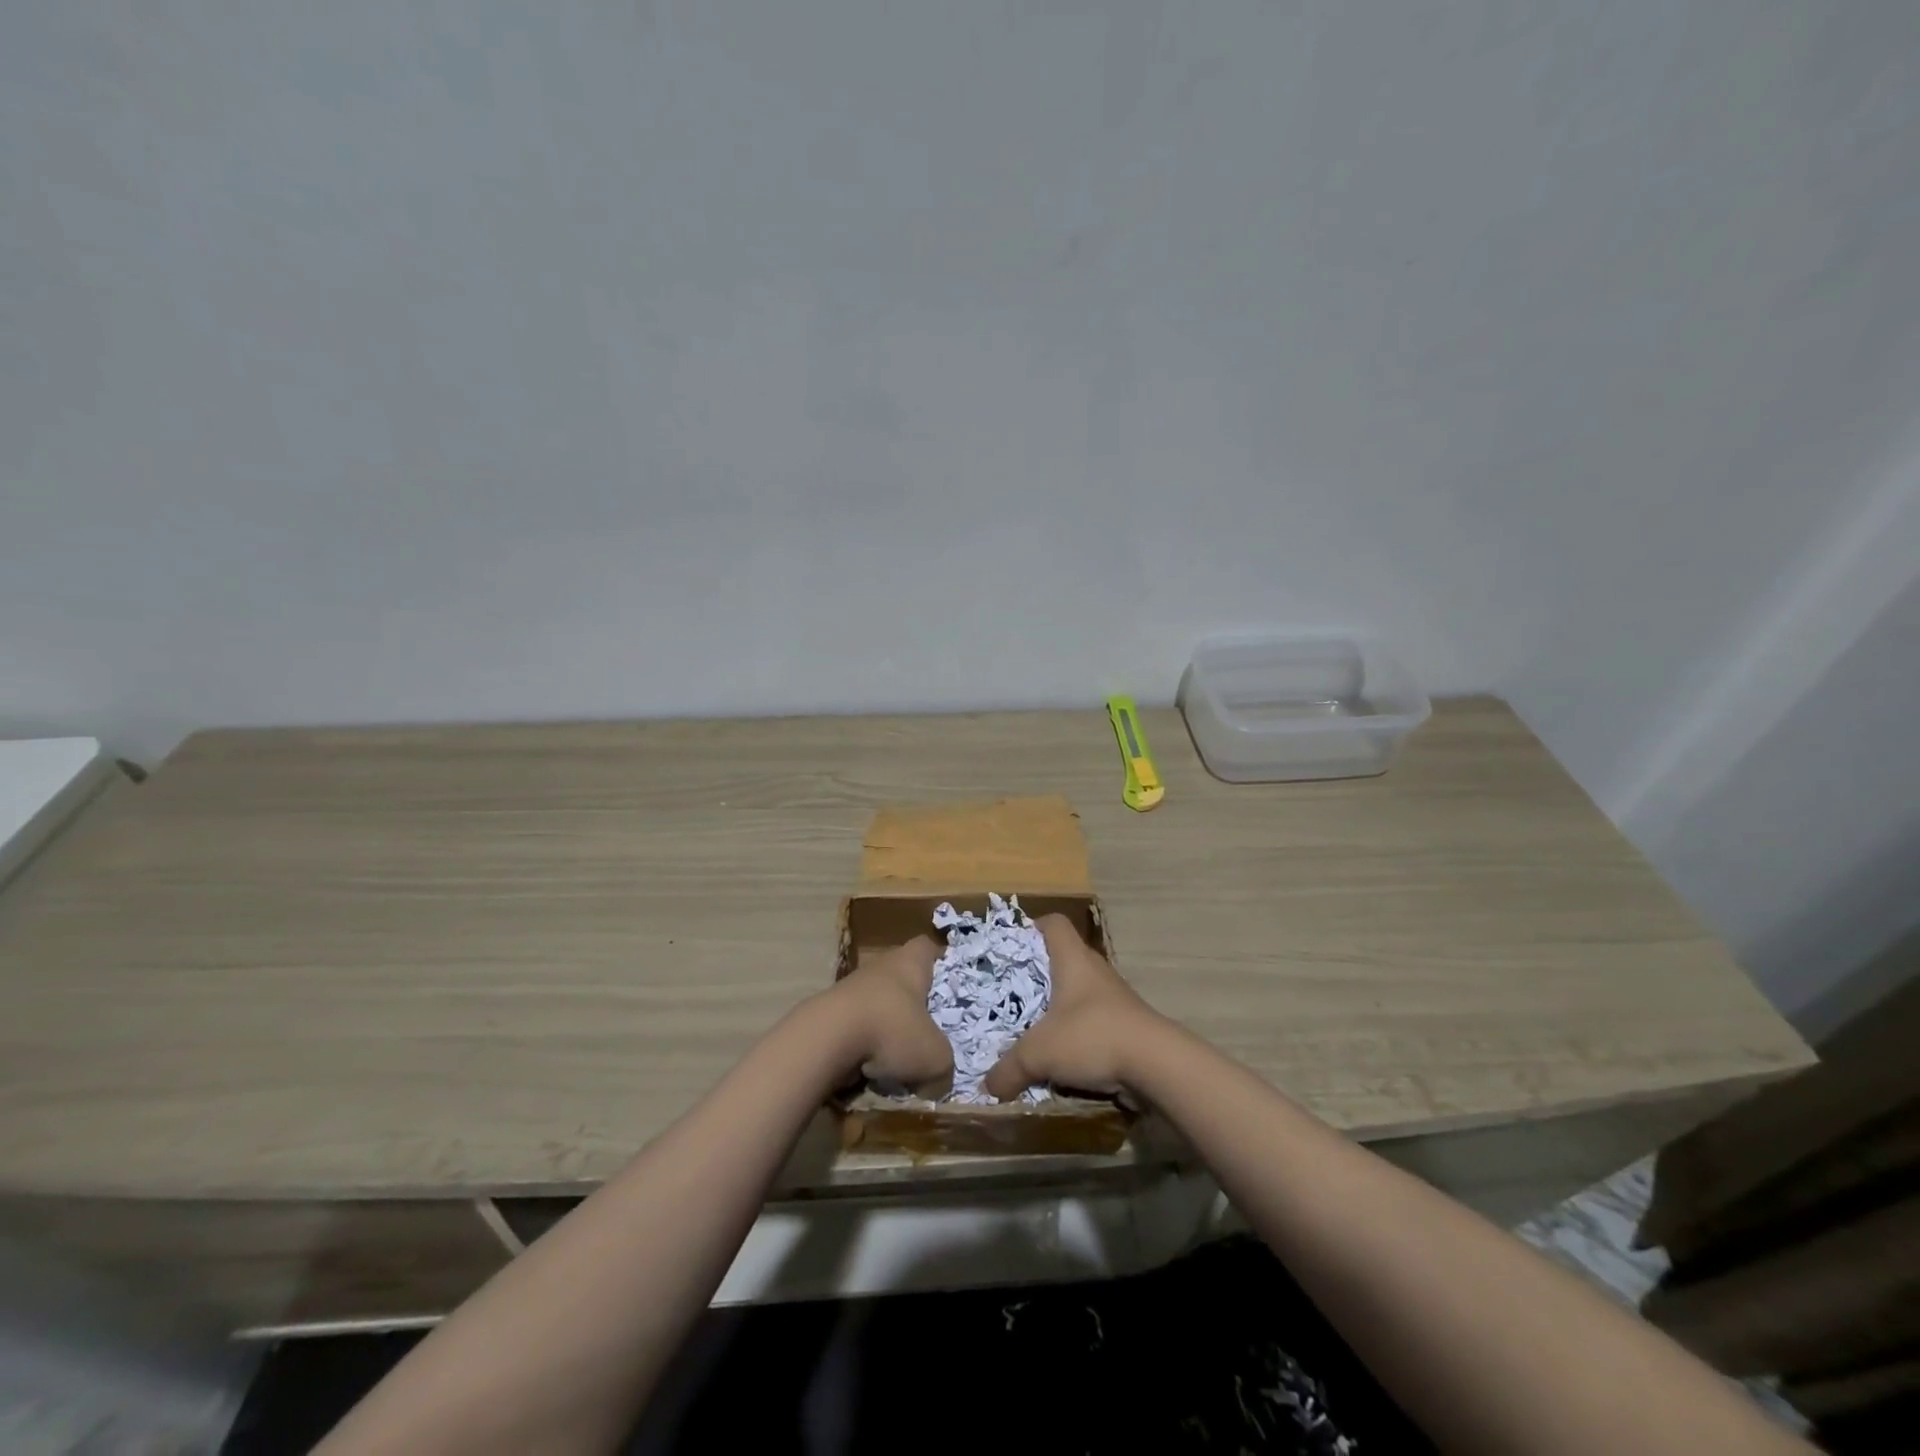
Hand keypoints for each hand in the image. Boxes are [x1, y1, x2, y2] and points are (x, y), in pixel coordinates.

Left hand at [825, 934, 952, 1098]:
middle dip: (914, 1002)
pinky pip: (858, 1024)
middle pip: (902, 976)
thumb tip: (940, 1079)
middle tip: (929, 1028)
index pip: (927, 947)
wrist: (826, 1038)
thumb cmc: (891, 1030)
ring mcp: (852, 987)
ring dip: (888, 1026)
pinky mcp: (832, 1011)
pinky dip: (865, 1043)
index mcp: (910, 963)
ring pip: (879, 1002)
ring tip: (900, 1057)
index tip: (948, 981)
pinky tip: (872, 1068)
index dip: (939, 961)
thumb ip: (944, 1065)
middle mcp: (881, 966)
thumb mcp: (934, 1056)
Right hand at [984, 914, 1165, 1102]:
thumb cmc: (1092, 1036)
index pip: (1053, 924)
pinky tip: (1061, 1056)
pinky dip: (1077, 1033)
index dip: (1031, 928)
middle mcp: (1095, 970)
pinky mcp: (1125, 1024)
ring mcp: (1114, 997)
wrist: (1157, 1064)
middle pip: (1063, 958)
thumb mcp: (1039, 1053)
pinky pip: (1093, 1020)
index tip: (1011, 947)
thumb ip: (1008, 1069)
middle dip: (1037, 975)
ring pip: (1078, 992)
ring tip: (1033, 1028)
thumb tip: (988, 1086)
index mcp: (1073, 959)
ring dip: (1058, 1008)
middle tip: (1012, 993)